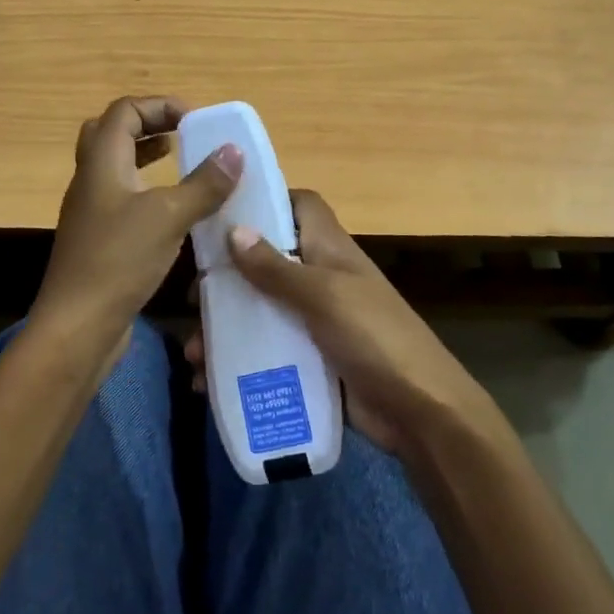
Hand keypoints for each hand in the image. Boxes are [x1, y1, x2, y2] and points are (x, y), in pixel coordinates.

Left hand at [29, 95, 241, 369]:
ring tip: (180, 163)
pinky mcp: (97, 240)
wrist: (77, 325)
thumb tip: (234, 151)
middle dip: (149, 126)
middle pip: (111, 134)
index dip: (159, 106)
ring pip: (115, 168)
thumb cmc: (119, 260)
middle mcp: (90, 180)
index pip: (124, 111)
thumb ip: (203, 183)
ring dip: (146, 158)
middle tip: (183, 135)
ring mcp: (90, 212)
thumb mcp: (169, 216)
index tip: (195, 121)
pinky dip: (146, 191)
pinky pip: (121, 199)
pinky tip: (172, 212)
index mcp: (101, 163)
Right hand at [188, 190, 492, 454]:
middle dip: (228, 278)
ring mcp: (316, 321)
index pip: (300, 206)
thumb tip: (233, 231)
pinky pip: (267, 352)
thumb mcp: (323, 296)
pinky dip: (238, 363)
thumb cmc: (375, 338)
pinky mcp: (311, 360)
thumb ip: (277, 268)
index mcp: (330, 250)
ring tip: (193, 352)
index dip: (267, 201)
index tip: (223, 213)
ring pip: (261, 311)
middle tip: (195, 299)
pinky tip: (207, 382)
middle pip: (268, 261)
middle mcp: (321, 278)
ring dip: (225, 328)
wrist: (420, 412)